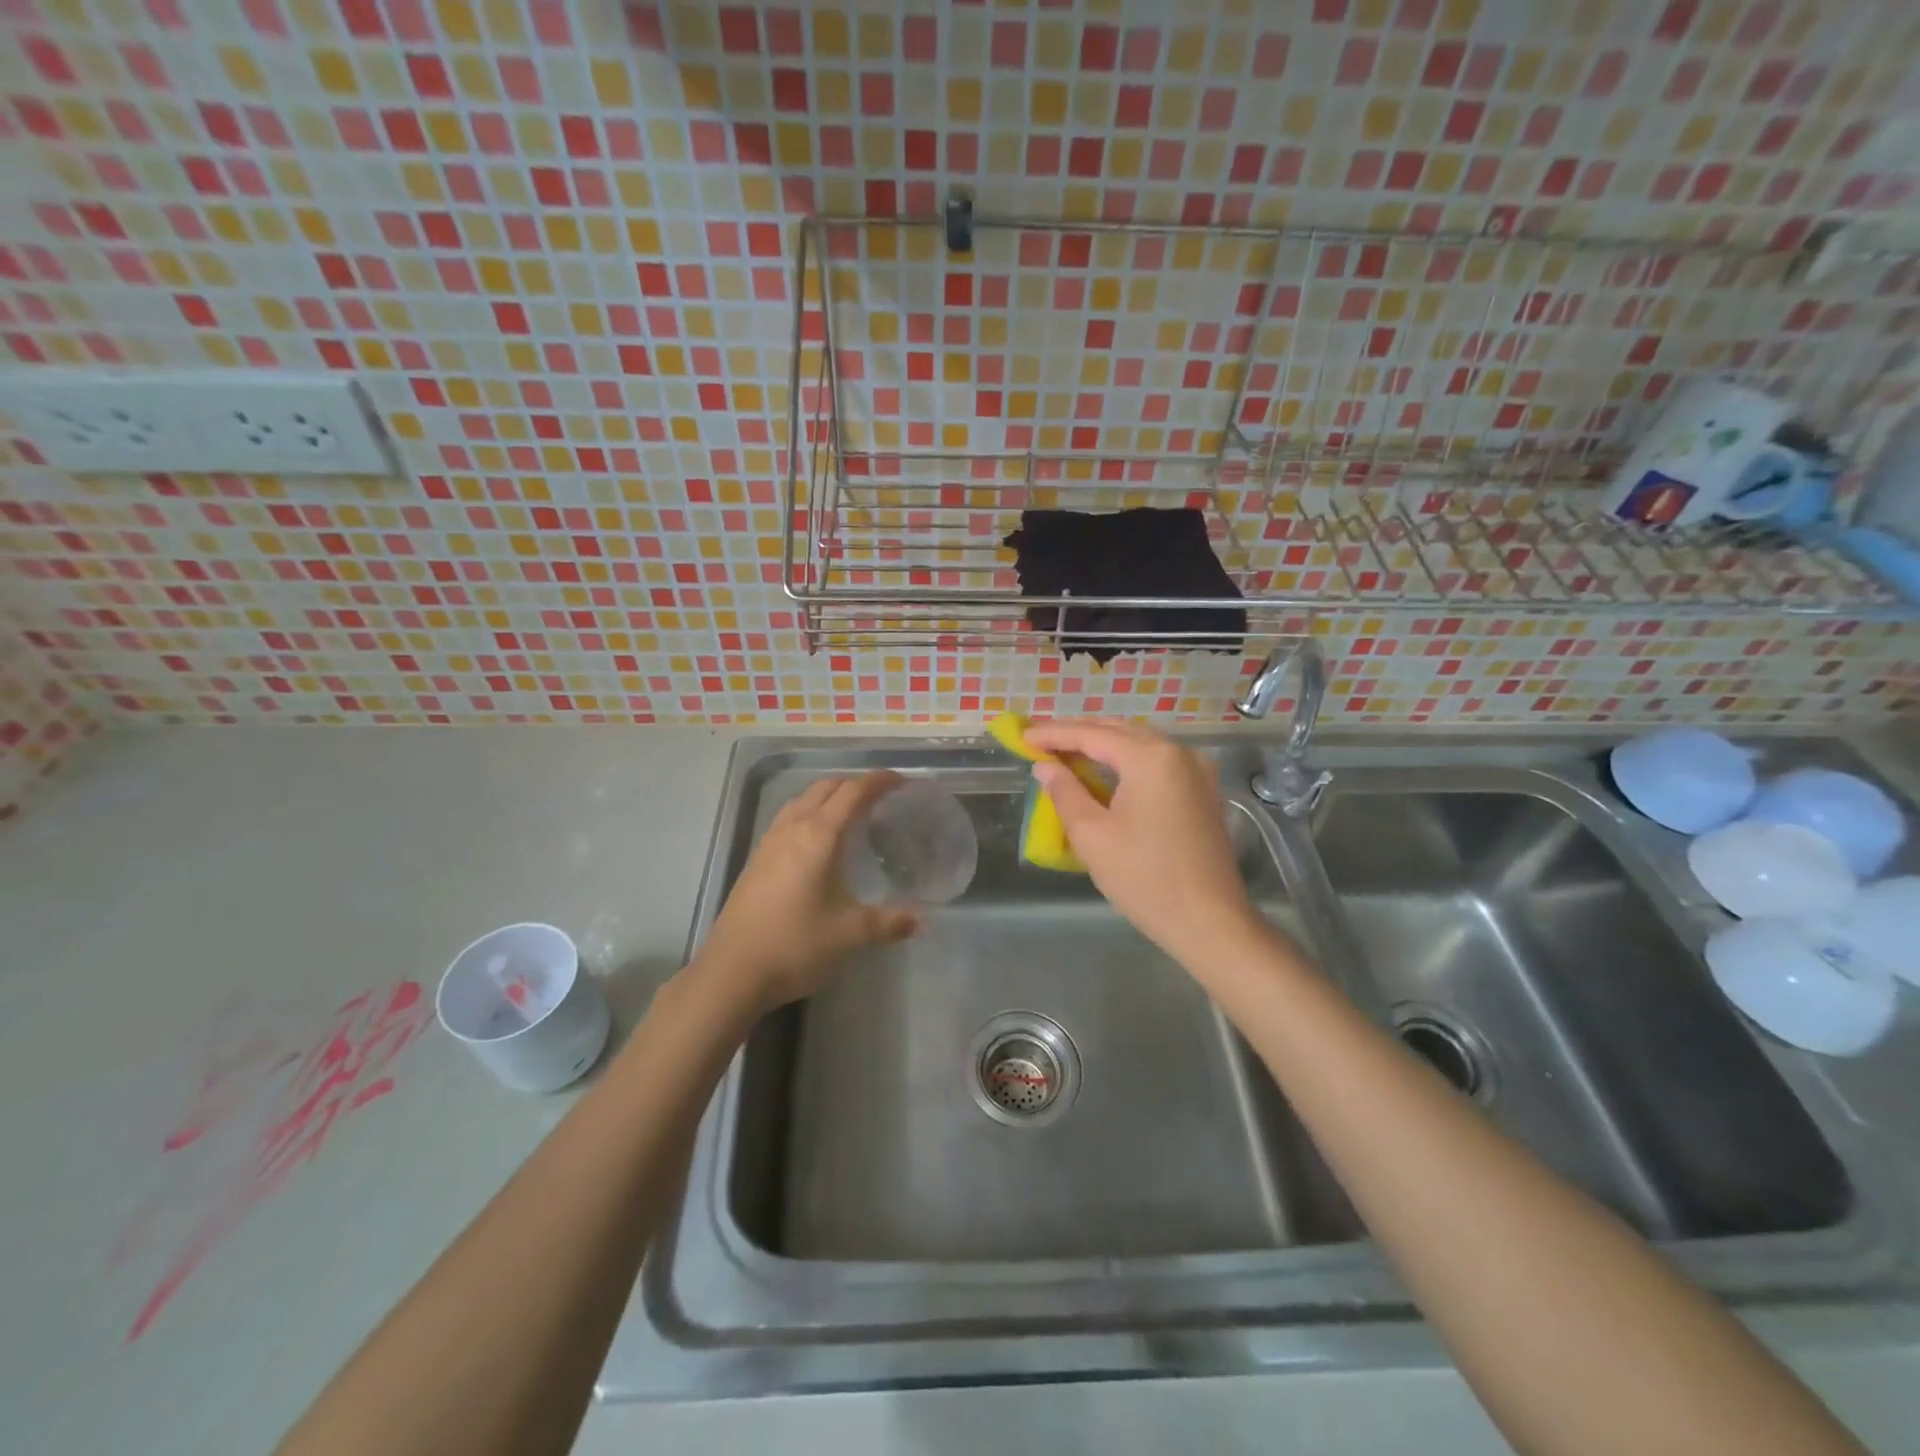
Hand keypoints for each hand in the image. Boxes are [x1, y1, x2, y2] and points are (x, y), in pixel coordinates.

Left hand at [695, 772, 920, 1013]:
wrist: (732, 972)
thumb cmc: (795, 945)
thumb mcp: (850, 934)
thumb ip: (889, 922)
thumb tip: (922, 921)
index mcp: (819, 836)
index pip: (852, 792)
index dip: (878, 781)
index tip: (901, 781)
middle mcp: (792, 829)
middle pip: (825, 788)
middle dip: (854, 784)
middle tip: (881, 797)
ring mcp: (770, 842)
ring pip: (802, 800)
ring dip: (829, 796)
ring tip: (851, 813)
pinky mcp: (756, 859)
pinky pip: (788, 818)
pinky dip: (810, 813)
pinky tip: (818, 841)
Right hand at [1024, 721, 1264, 967]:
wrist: (1209, 922)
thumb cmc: (1145, 879)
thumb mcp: (1092, 836)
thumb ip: (1065, 792)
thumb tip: (1044, 767)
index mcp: (1150, 759)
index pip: (1092, 735)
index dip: (1054, 734)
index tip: (1023, 735)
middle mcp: (1178, 752)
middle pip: (1119, 731)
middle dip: (1078, 733)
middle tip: (1040, 739)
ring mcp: (1196, 770)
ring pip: (1140, 743)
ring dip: (1102, 744)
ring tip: (1066, 751)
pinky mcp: (1203, 790)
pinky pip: (1157, 761)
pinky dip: (1126, 759)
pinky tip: (1105, 770)